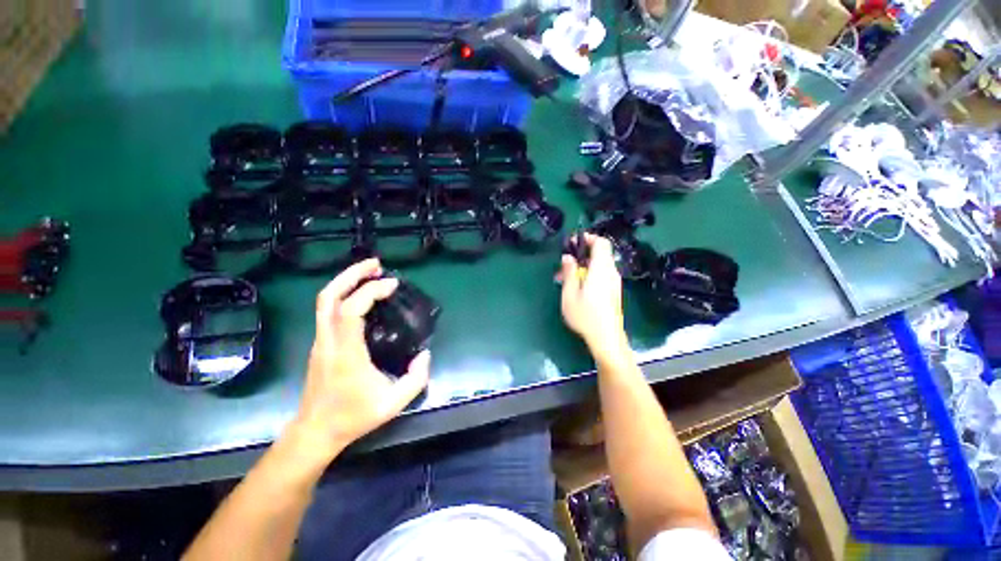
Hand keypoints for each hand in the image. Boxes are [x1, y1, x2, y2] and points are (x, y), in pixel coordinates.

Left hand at [292, 259, 430, 459]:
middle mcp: (328, 341)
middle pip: (329, 297)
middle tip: (375, 264)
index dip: (370, 291)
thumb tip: (425, 353)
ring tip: (370, 272)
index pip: (351, 311)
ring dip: (346, 281)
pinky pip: (328, 310)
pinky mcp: (321, 343)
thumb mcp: (393, 403)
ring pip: (324, 301)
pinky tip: (361, 294)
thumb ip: (416, 378)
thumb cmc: (353, 417)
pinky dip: (344, 294)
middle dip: (351, 274)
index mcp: (346, 353)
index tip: (392, 285)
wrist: (315, 431)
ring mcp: (321, 341)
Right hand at [558, 234, 628, 358]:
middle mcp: (611, 272)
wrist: (607, 338)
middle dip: (583, 254)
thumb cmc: (585, 316)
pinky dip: (591, 273)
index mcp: (601, 269)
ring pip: (601, 265)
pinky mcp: (614, 291)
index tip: (574, 242)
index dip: (589, 238)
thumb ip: (569, 273)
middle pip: (601, 253)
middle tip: (565, 263)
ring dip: (585, 265)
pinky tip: (578, 287)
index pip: (601, 243)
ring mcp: (614, 282)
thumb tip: (568, 257)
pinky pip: (603, 274)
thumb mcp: (570, 294)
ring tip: (567, 277)